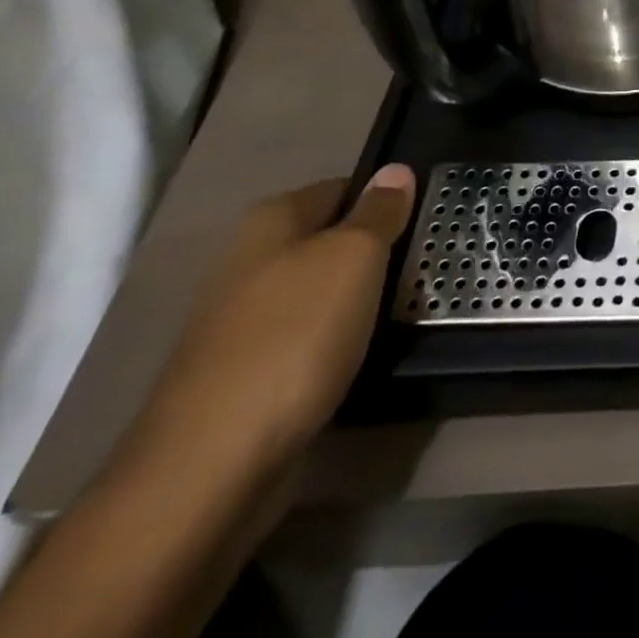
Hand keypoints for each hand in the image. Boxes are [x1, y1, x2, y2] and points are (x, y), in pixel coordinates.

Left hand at [142, 164, 416, 474]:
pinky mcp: (244, 374)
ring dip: (358, 299)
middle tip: (423, 266)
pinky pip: (306, 338)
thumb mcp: (354, 258)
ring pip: (320, 292)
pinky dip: (335, 342)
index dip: (386, 199)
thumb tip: (395, 170)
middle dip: (375, 252)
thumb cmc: (294, 337)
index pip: (343, 188)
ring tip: (403, 310)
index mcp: (271, 221)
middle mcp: (248, 261)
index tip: (427, 219)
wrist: (211, 467)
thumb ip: (379, 212)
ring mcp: (241, 321)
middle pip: (330, 240)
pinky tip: (361, 355)